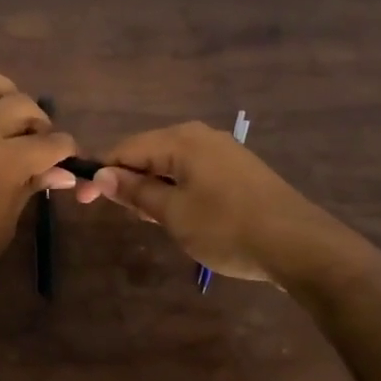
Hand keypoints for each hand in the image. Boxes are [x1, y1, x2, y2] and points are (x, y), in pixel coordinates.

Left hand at [0, 69, 76, 332]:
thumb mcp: (2, 228)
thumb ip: (29, 189)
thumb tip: (61, 172)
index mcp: (0, 166)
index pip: (48, 143)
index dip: (65, 150)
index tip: (67, 158)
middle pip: (18, 104)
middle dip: (38, 121)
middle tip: (37, 142)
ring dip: (1, 92)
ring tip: (5, 113)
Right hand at [74, 120, 340, 282]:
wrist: (299, 245)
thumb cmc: (227, 227)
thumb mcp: (173, 213)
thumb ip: (136, 191)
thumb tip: (101, 175)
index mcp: (181, 140)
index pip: (125, 149)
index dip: (100, 174)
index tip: (81, 202)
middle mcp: (200, 136)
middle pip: (148, 153)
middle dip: (128, 181)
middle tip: (122, 217)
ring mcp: (223, 151)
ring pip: (171, 165)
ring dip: (153, 189)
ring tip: (151, 221)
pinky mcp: (238, 170)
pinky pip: (193, 173)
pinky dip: (177, 191)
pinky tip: (182, 216)